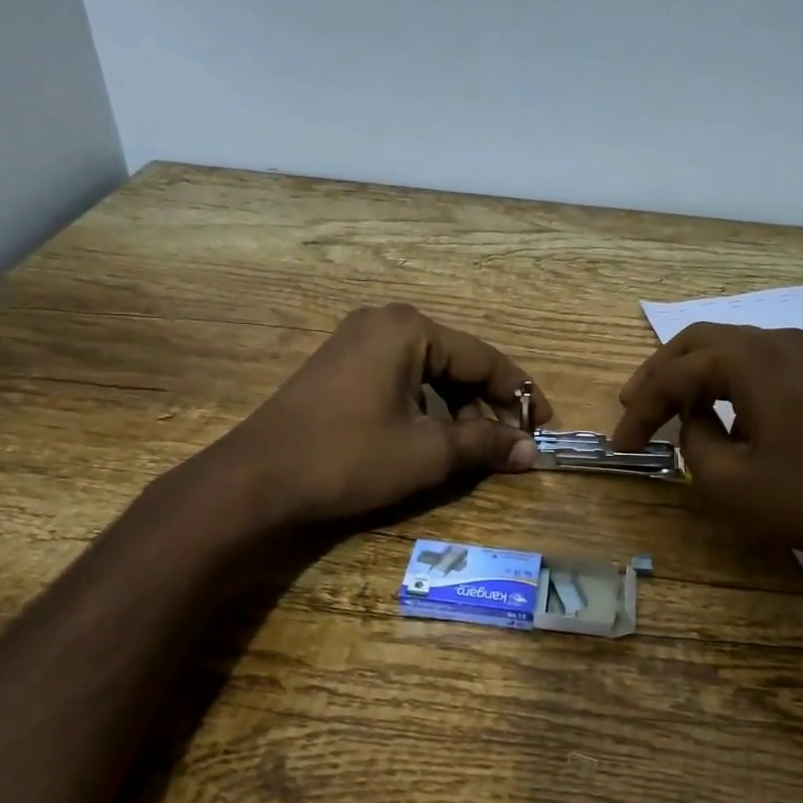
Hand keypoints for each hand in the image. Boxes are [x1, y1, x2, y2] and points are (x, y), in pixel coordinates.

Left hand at [200, 303, 551, 526]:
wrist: (257, 480)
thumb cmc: (350, 457)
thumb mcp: (428, 452)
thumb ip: (485, 445)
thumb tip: (531, 451)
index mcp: (410, 330)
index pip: (484, 358)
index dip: (520, 394)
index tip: (545, 425)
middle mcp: (385, 323)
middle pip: (456, 363)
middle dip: (485, 407)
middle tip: (508, 446)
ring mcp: (357, 342)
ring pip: (428, 374)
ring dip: (456, 411)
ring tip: (472, 451)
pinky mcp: (339, 367)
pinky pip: (400, 380)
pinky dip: (424, 408)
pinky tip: (432, 440)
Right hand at [611, 323, 802, 580]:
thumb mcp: (729, 482)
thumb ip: (693, 442)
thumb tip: (694, 422)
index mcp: (750, 359)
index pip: (675, 375)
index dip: (640, 410)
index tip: (619, 445)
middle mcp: (776, 341)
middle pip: (698, 344)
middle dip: (658, 376)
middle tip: (630, 408)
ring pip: (728, 349)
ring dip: (691, 375)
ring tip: (665, 409)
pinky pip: (755, 364)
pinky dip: (723, 382)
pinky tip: (716, 412)